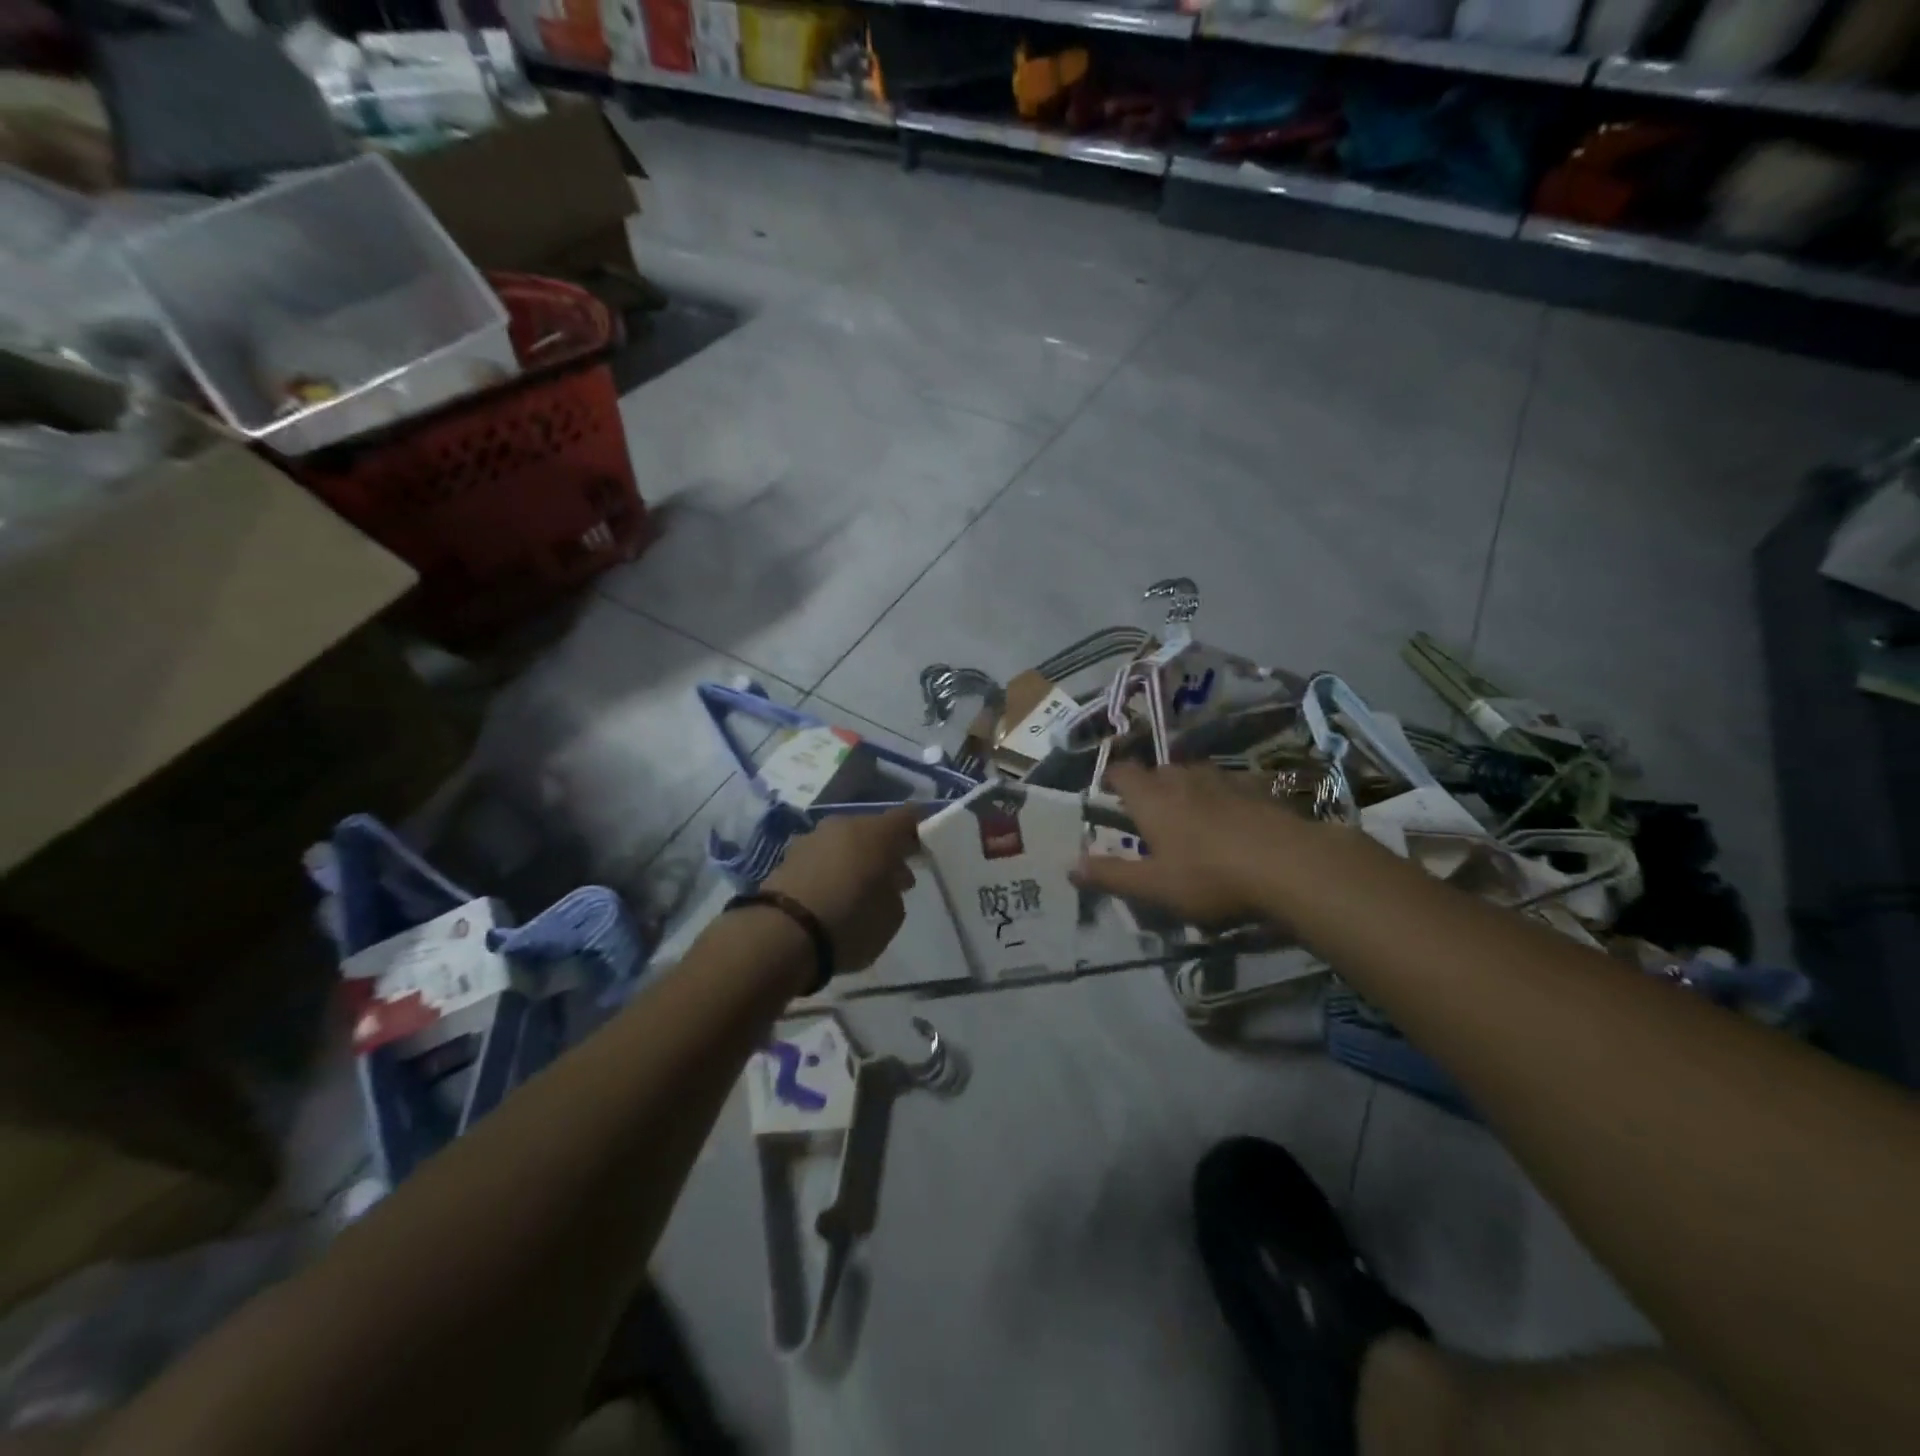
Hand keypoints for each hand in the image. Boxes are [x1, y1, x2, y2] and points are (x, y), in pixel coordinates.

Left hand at [763, 807, 920, 973]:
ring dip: (854, 859)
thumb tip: (886, 881)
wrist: (782, 935)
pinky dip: (828, 870)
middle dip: (883, 849)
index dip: (917, 830)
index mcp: (877, 832)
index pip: (907, 817)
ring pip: (843, 841)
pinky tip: (830, 894)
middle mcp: (844, 825)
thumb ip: (894, 891)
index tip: (923, 848)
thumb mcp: (892, 916)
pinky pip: (820, 858)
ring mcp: (812, 838)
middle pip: (871, 829)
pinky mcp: (786, 857)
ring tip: (858, 889)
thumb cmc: (851, 923)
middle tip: (892, 876)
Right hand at [1073, 762, 1304, 927]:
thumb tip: (1070, 867)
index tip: (1107, 791)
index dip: (1112, 778)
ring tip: (1191, 816)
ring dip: (1188, 790)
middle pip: (1159, 772)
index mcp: (1152, 798)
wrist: (1288, 865)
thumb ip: (1111, 875)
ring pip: (1196, 776)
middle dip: (1151, 787)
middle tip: (1150, 815)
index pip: (1122, 772)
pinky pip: (1231, 786)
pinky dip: (1224, 798)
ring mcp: (1223, 780)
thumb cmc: (1209, 877)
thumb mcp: (1153, 887)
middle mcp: (1183, 779)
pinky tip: (1233, 821)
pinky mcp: (1257, 790)